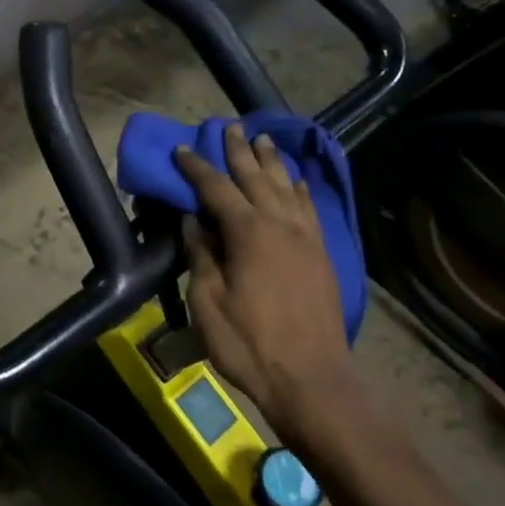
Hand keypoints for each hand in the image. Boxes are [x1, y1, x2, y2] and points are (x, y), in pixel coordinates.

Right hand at [175, 126, 354, 438]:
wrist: (311, 378)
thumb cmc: (250, 344)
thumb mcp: (209, 302)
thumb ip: (201, 256)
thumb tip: (192, 221)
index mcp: (248, 233)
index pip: (217, 189)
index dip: (197, 167)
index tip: (182, 149)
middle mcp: (280, 224)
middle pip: (257, 178)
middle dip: (240, 152)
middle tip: (230, 127)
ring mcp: (306, 238)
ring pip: (287, 187)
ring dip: (273, 162)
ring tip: (263, 140)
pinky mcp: (322, 255)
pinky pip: (310, 210)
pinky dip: (301, 190)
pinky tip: (297, 182)